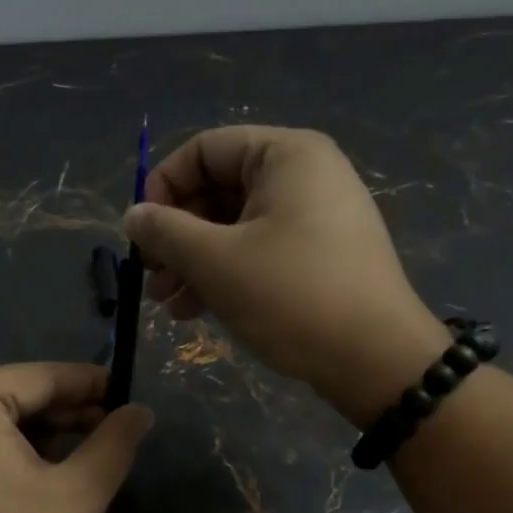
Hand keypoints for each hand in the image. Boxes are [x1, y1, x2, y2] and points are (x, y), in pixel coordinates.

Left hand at [0, 362, 153, 512]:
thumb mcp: (76, 498)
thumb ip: (114, 444)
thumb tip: (141, 411)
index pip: (37, 378)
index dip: (86, 383)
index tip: (124, 391)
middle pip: (8, 396)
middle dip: (61, 411)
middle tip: (107, 425)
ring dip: (32, 432)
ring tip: (78, 449)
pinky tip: (32, 470)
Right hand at [123, 126, 450, 426]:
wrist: (379, 362)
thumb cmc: (292, 296)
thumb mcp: (216, 262)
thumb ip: (166, 231)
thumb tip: (133, 215)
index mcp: (285, 155)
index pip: (203, 149)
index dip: (162, 187)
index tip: (142, 234)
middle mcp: (304, 174)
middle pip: (217, 188)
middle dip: (176, 235)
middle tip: (151, 276)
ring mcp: (316, 215)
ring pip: (234, 225)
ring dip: (194, 261)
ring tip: (167, 304)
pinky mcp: (320, 254)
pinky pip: (259, 248)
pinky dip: (225, 272)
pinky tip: (196, 310)